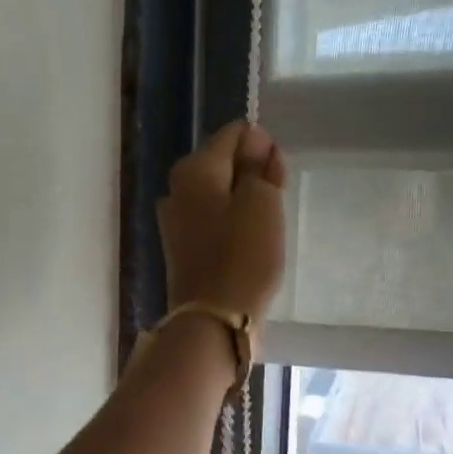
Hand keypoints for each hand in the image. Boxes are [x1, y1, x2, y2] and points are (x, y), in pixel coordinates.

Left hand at [158, 122, 287, 329]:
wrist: (213, 319)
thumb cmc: (243, 256)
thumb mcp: (263, 201)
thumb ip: (260, 165)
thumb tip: (255, 140)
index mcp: (194, 168)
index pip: (235, 133)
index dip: (263, 148)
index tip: (277, 179)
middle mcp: (177, 188)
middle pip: (224, 163)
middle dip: (253, 175)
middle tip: (273, 207)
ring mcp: (175, 220)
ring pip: (219, 194)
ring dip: (244, 203)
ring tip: (263, 229)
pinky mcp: (181, 247)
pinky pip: (213, 221)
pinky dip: (231, 225)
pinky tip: (246, 245)